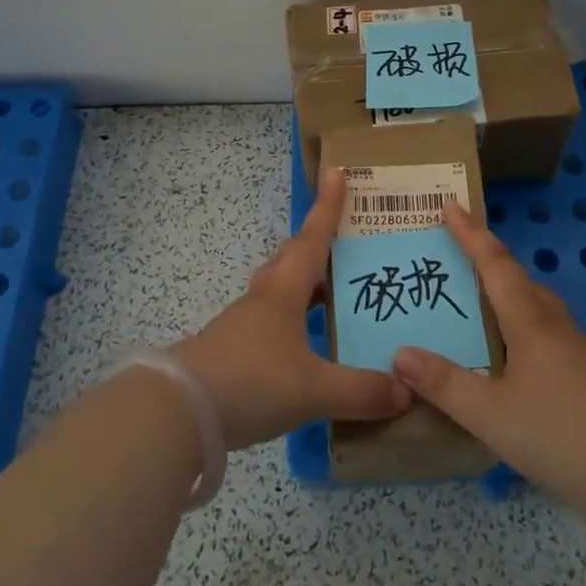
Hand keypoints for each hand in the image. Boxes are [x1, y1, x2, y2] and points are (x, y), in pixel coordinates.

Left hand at [172, 167, 410, 449]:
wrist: (179, 413)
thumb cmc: (252, 381)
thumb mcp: (314, 389)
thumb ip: (362, 390)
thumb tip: (406, 388)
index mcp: (285, 291)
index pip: (313, 237)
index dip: (328, 206)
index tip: (336, 173)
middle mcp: (264, 299)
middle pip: (293, 259)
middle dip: (318, 244)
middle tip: (346, 241)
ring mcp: (244, 325)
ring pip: (281, 290)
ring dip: (306, 284)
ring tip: (334, 293)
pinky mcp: (233, 352)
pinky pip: (273, 323)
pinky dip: (295, 322)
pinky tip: (306, 346)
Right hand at [392, 203, 585, 512]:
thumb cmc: (562, 433)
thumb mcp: (491, 414)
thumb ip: (445, 384)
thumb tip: (400, 353)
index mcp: (529, 320)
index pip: (494, 263)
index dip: (470, 232)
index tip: (450, 203)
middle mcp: (553, 324)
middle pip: (517, 279)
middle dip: (486, 261)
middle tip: (452, 258)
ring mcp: (575, 350)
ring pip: (533, 307)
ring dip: (504, 295)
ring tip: (474, 305)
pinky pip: (543, 334)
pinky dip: (517, 328)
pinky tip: (508, 359)